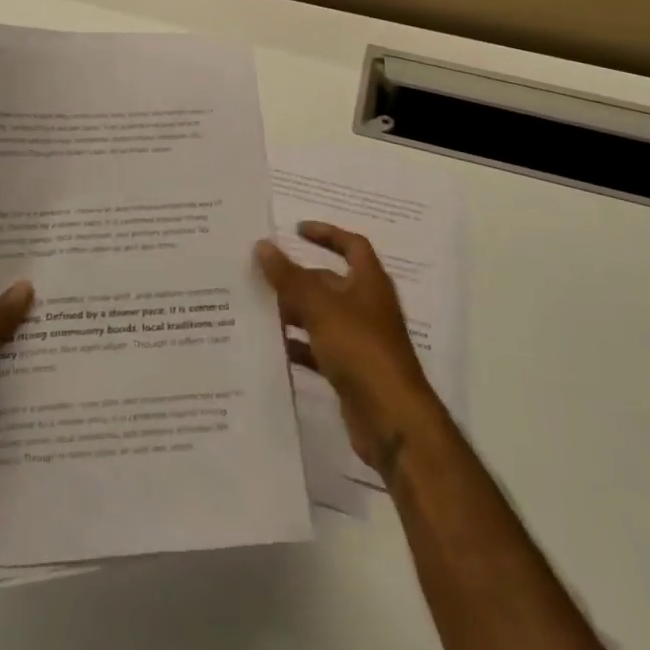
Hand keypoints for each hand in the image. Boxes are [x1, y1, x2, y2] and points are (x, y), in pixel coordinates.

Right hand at [256, 222, 445, 480]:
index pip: (352, 245)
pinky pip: (320, 349)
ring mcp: (360, 340)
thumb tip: (263, 244)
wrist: (391, 419)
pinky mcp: (351, 370)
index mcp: (369, 283)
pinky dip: (299, 346)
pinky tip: (273, 347)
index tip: (296, 230)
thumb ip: (289, 277)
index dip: (327, 234)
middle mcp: (367, 307)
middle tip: (260, 273)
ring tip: (258, 307)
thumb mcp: (319, 307)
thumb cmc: (360, 349)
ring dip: (294, 311)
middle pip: (330, 282)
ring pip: (321, 316)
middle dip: (298, 278)